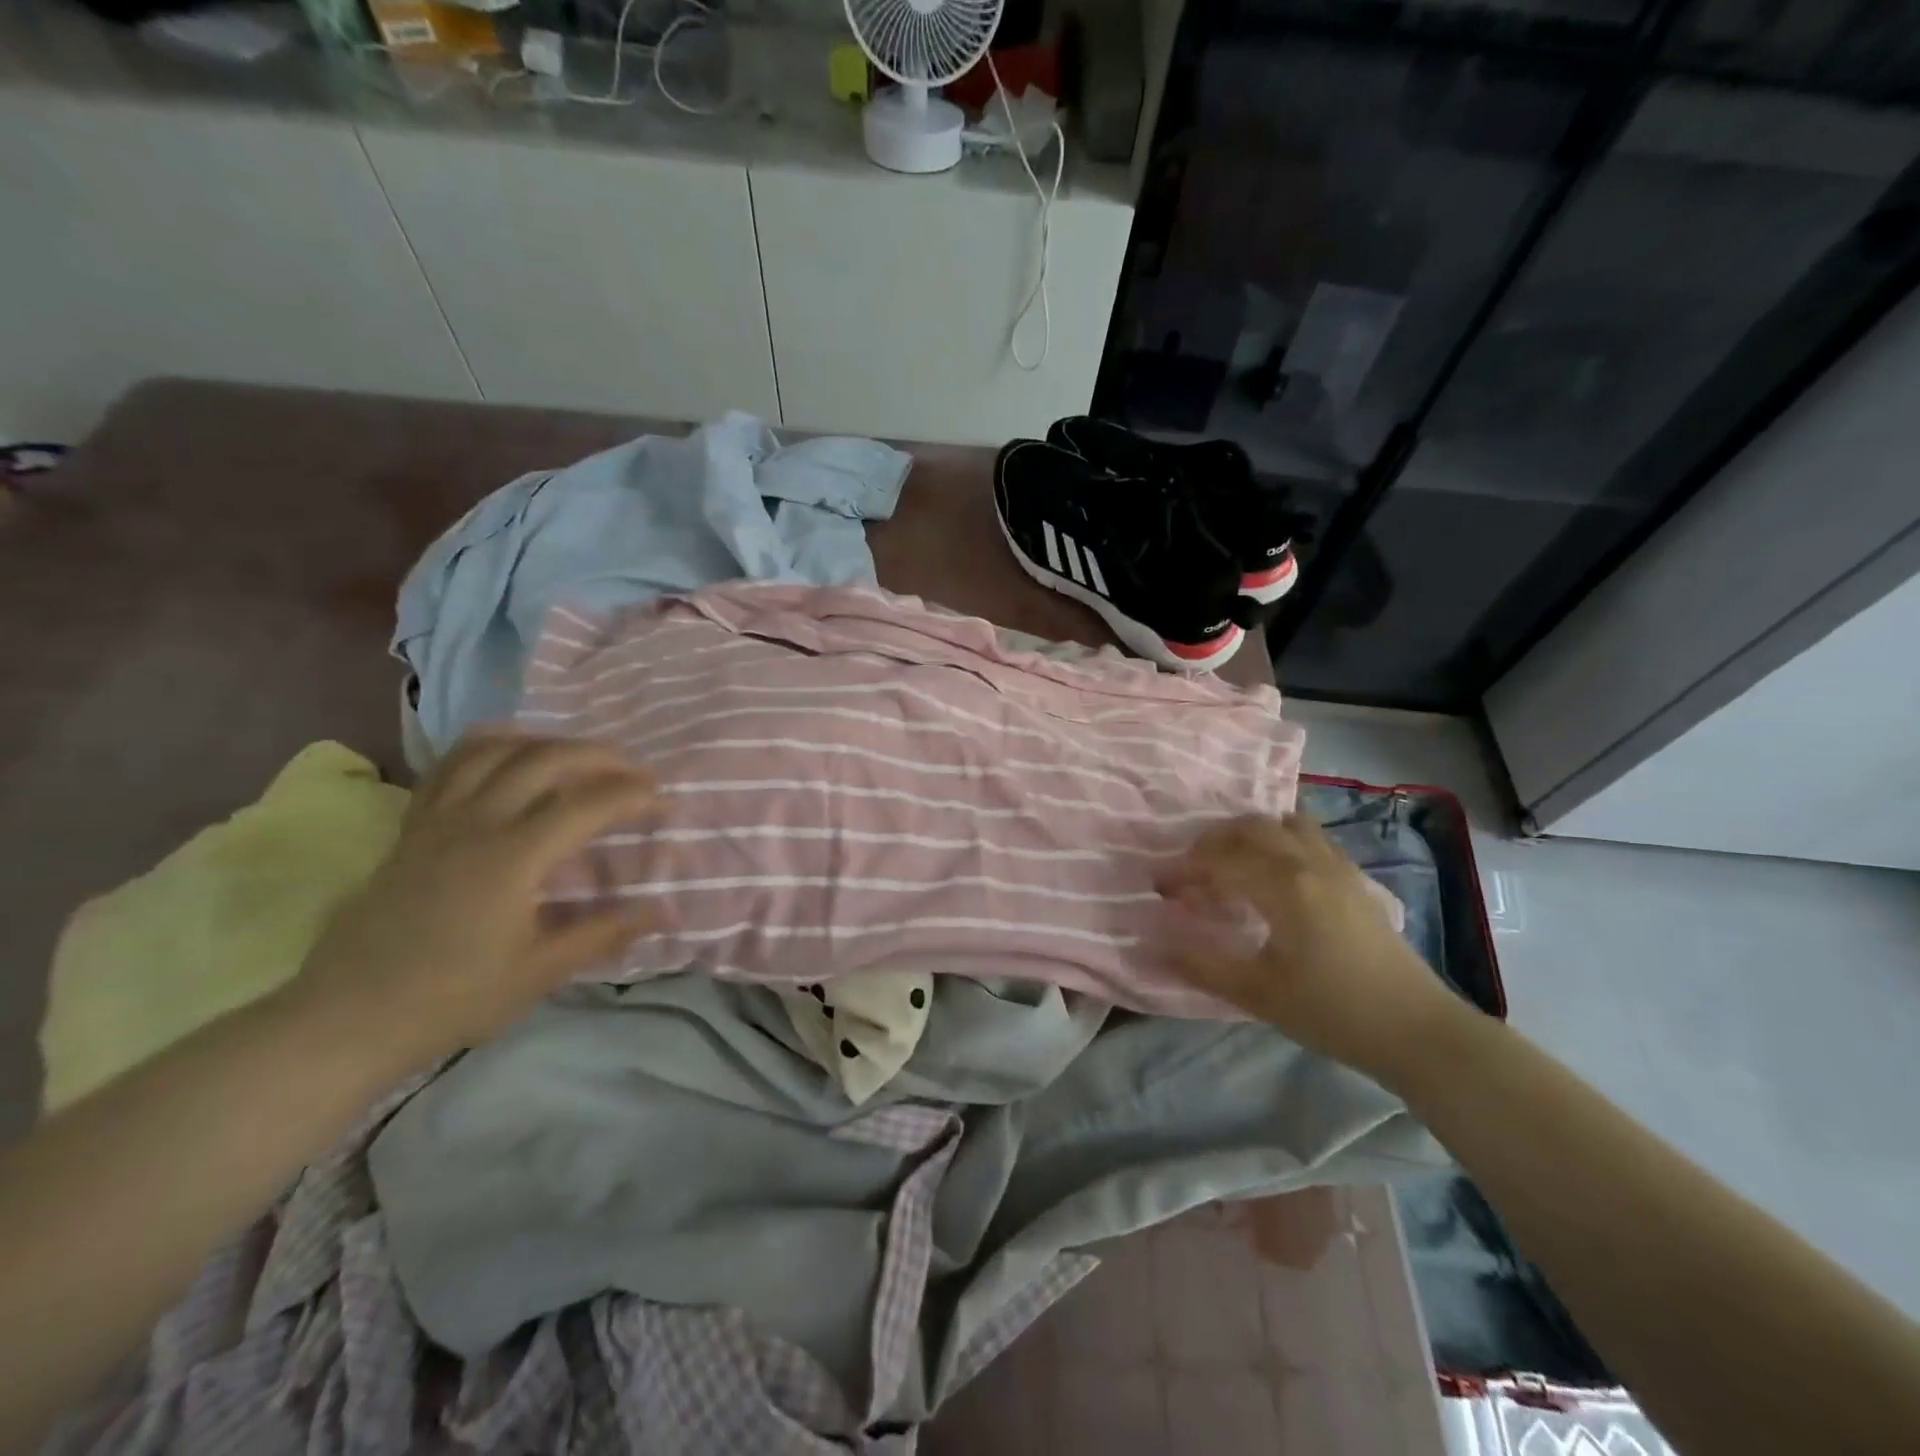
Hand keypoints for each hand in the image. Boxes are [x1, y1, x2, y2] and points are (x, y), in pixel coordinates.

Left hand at [284, 731, 663, 1069]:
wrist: (347, 1018)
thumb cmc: (452, 998)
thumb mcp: (540, 973)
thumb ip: (605, 932)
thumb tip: (664, 910)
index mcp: (512, 859)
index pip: (587, 805)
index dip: (634, 796)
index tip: (665, 802)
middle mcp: (476, 824)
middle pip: (545, 759)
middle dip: (600, 756)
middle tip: (634, 771)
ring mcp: (438, 820)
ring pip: (495, 749)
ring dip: (546, 742)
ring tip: (579, 757)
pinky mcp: (413, 827)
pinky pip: (451, 766)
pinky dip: (489, 747)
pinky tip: (510, 753)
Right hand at [1156, 813, 1465, 1084]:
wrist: (1416, 1029)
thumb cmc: (1333, 1011)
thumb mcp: (1258, 995)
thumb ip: (1202, 965)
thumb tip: (1153, 943)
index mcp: (1283, 886)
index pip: (1218, 860)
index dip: (1183, 870)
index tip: (1160, 888)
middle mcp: (1308, 862)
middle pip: (1249, 828)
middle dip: (1211, 843)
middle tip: (1190, 873)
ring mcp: (1336, 865)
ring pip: (1283, 823)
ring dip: (1248, 834)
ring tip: (1230, 864)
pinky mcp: (1354, 877)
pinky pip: (1309, 836)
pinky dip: (1280, 839)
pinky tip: (1274, 872)